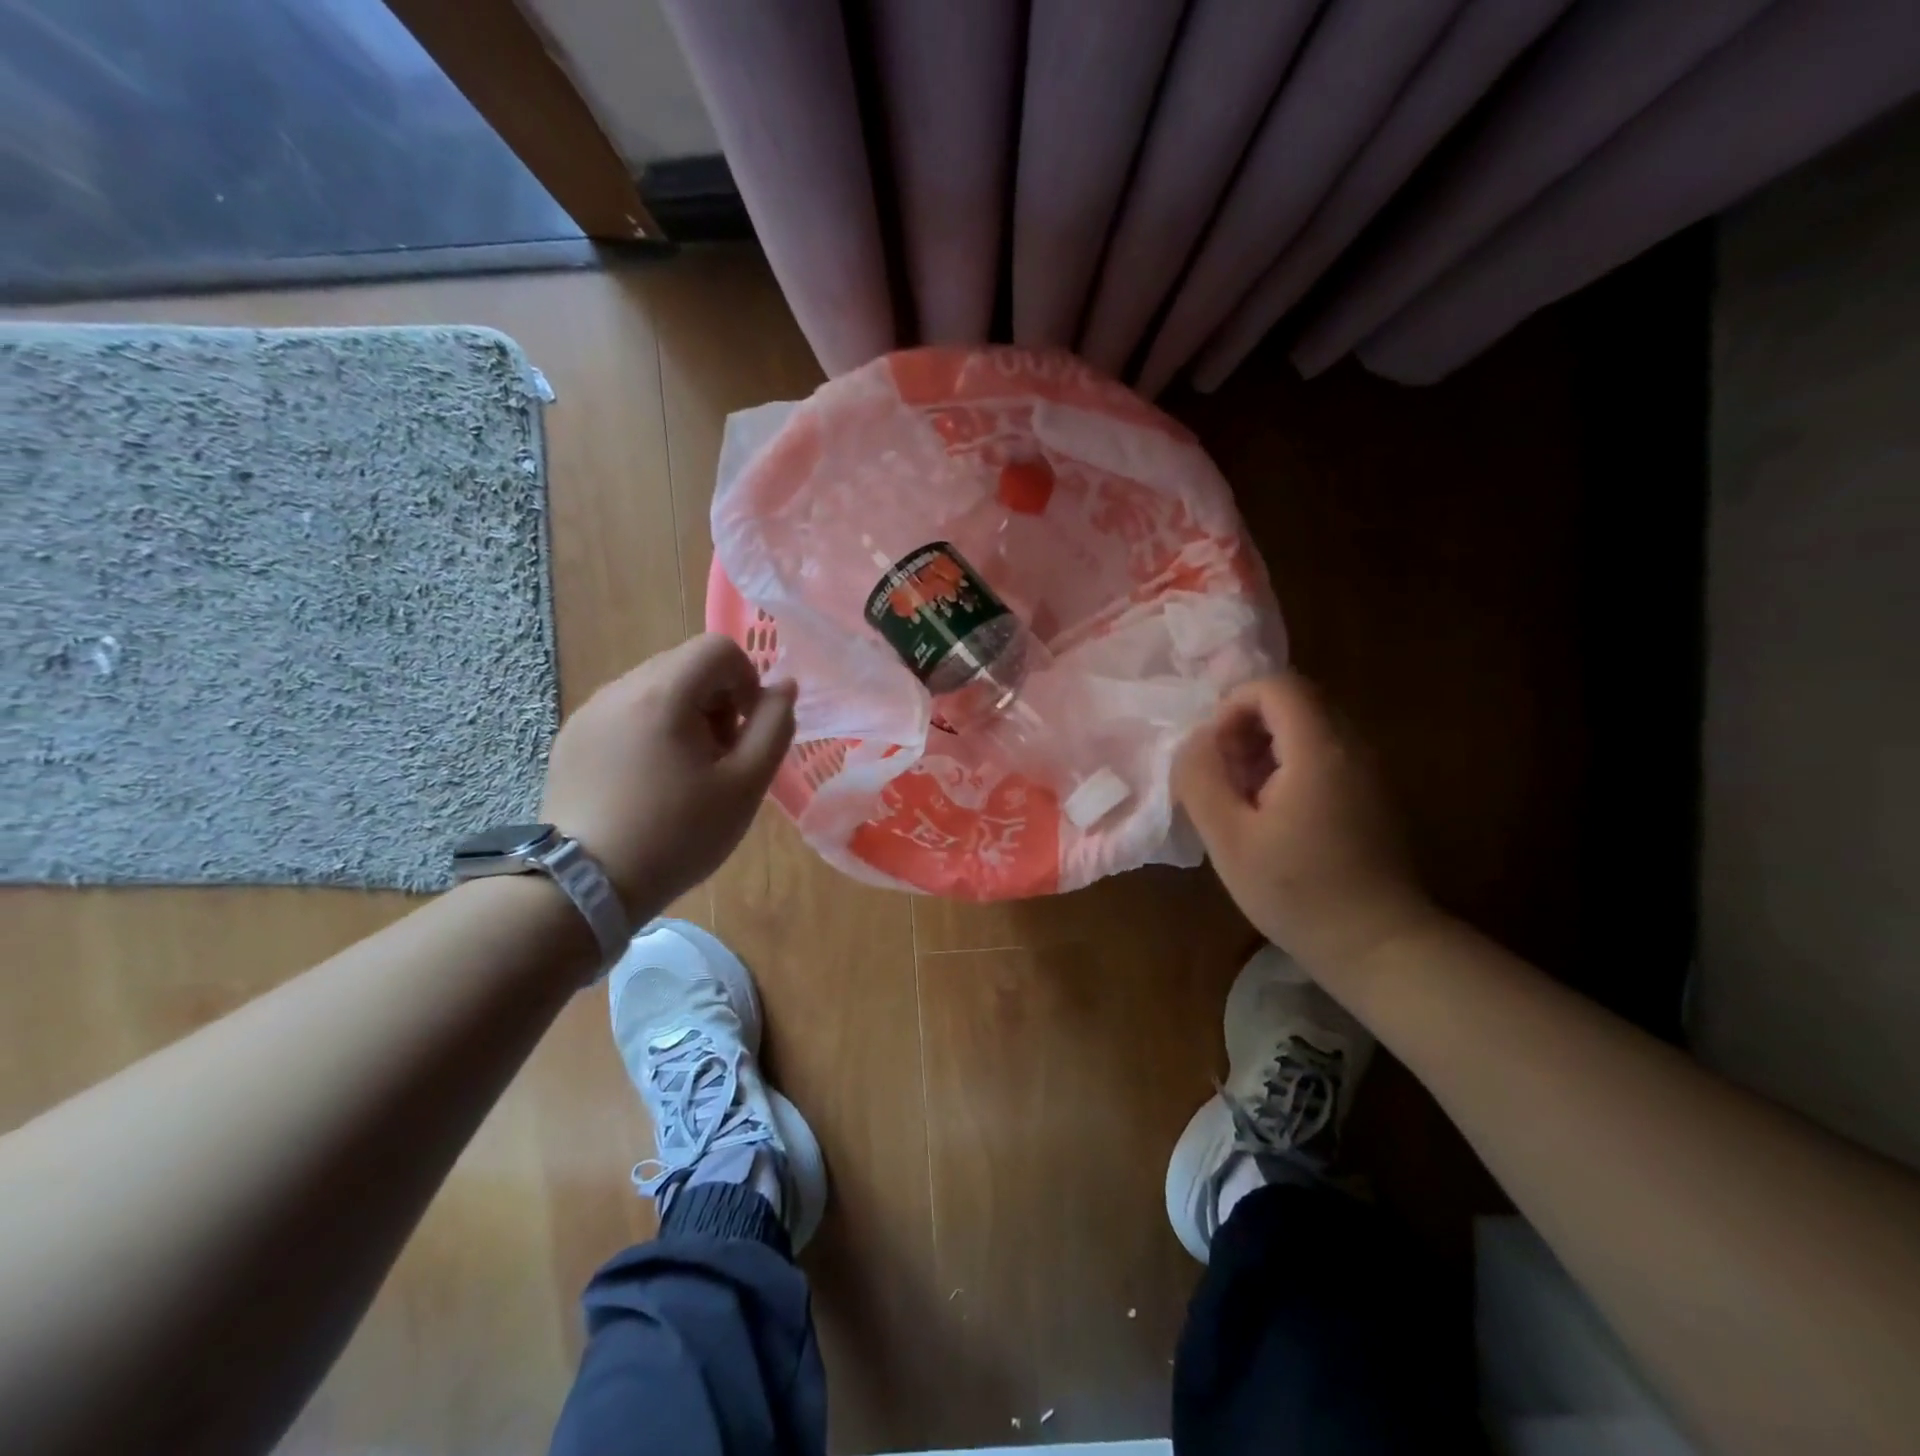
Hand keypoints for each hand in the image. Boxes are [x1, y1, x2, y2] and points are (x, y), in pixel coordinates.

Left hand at [540, 634, 794, 914]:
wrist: (584, 886)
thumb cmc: (677, 835)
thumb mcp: (745, 785)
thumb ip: (774, 727)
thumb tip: (784, 686)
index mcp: (663, 693)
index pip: (718, 648)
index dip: (747, 680)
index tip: (746, 729)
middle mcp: (620, 688)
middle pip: (686, 665)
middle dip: (717, 700)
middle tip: (720, 757)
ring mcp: (588, 712)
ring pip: (654, 688)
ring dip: (684, 715)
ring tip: (685, 772)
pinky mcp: (570, 739)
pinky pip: (624, 713)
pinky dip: (650, 730)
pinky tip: (648, 782)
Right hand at [1174, 673, 1436, 977]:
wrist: (1379, 946)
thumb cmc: (1297, 892)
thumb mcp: (1228, 838)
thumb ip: (1200, 779)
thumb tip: (1194, 742)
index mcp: (1318, 750)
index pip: (1275, 685)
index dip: (1233, 706)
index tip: (1214, 753)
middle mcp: (1351, 747)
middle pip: (1293, 702)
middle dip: (1246, 728)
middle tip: (1223, 777)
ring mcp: (1368, 771)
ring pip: (1308, 729)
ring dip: (1264, 750)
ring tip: (1242, 800)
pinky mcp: (1371, 796)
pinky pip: (1323, 756)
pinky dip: (1288, 767)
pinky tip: (1272, 817)